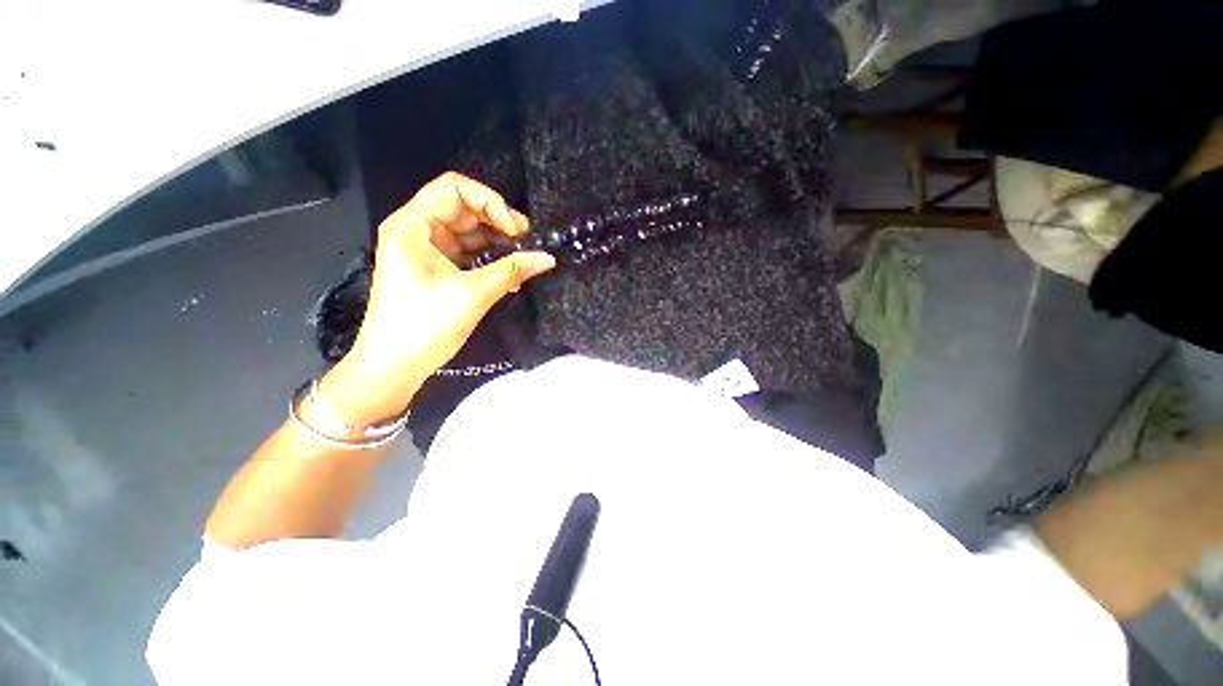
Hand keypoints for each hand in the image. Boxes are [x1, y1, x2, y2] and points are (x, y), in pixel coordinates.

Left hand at [321, 172, 554, 424]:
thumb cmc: (424, 326)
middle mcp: (419, 231)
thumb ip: (511, 271)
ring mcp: (429, 251)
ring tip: (524, 259)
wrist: (395, 366)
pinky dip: (491, 261)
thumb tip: (548, 258)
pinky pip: (470, 255)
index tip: (514, 230)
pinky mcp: (439, 270)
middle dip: (499, 222)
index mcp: (413, 226)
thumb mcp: (472, 295)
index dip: (489, 202)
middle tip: (529, 241)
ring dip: (499, 244)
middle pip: (465, 210)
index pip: (454, 189)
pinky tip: (511, 277)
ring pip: (470, 234)